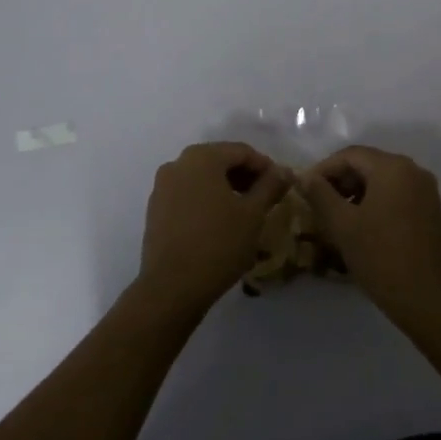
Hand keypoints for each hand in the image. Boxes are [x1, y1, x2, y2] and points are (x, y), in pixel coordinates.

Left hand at [138, 142, 292, 316]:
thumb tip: (285, 170)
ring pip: (202, 178)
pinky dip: (206, 200)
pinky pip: (187, 194)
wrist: (171, 288)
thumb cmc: (218, 244)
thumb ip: (270, 186)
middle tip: (265, 198)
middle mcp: (178, 163)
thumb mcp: (253, 214)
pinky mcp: (155, 209)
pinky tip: (219, 223)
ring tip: (245, 212)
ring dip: (225, 189)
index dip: (265, 166)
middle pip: (219, 161)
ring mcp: (162, 186)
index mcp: (202, 157)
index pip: (241, 151)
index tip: (280, 186)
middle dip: (244, 177)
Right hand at [299, 145, 440, 325]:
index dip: (323, 169)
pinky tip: (360, 226)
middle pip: (367, 164)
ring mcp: (425, 191)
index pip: (350, 155)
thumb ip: (320, 195)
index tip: (304, 189)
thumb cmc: (382, 258)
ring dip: (356, 192)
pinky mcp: (430, 210)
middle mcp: (412, 171)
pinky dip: (374, 202)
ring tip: (335, 217)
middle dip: (340, 181)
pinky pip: (396, 194)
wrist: (430, 300)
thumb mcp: (343, 226)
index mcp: (393, 167)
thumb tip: (305, 176)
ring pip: (381, 180)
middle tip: (317, 204)